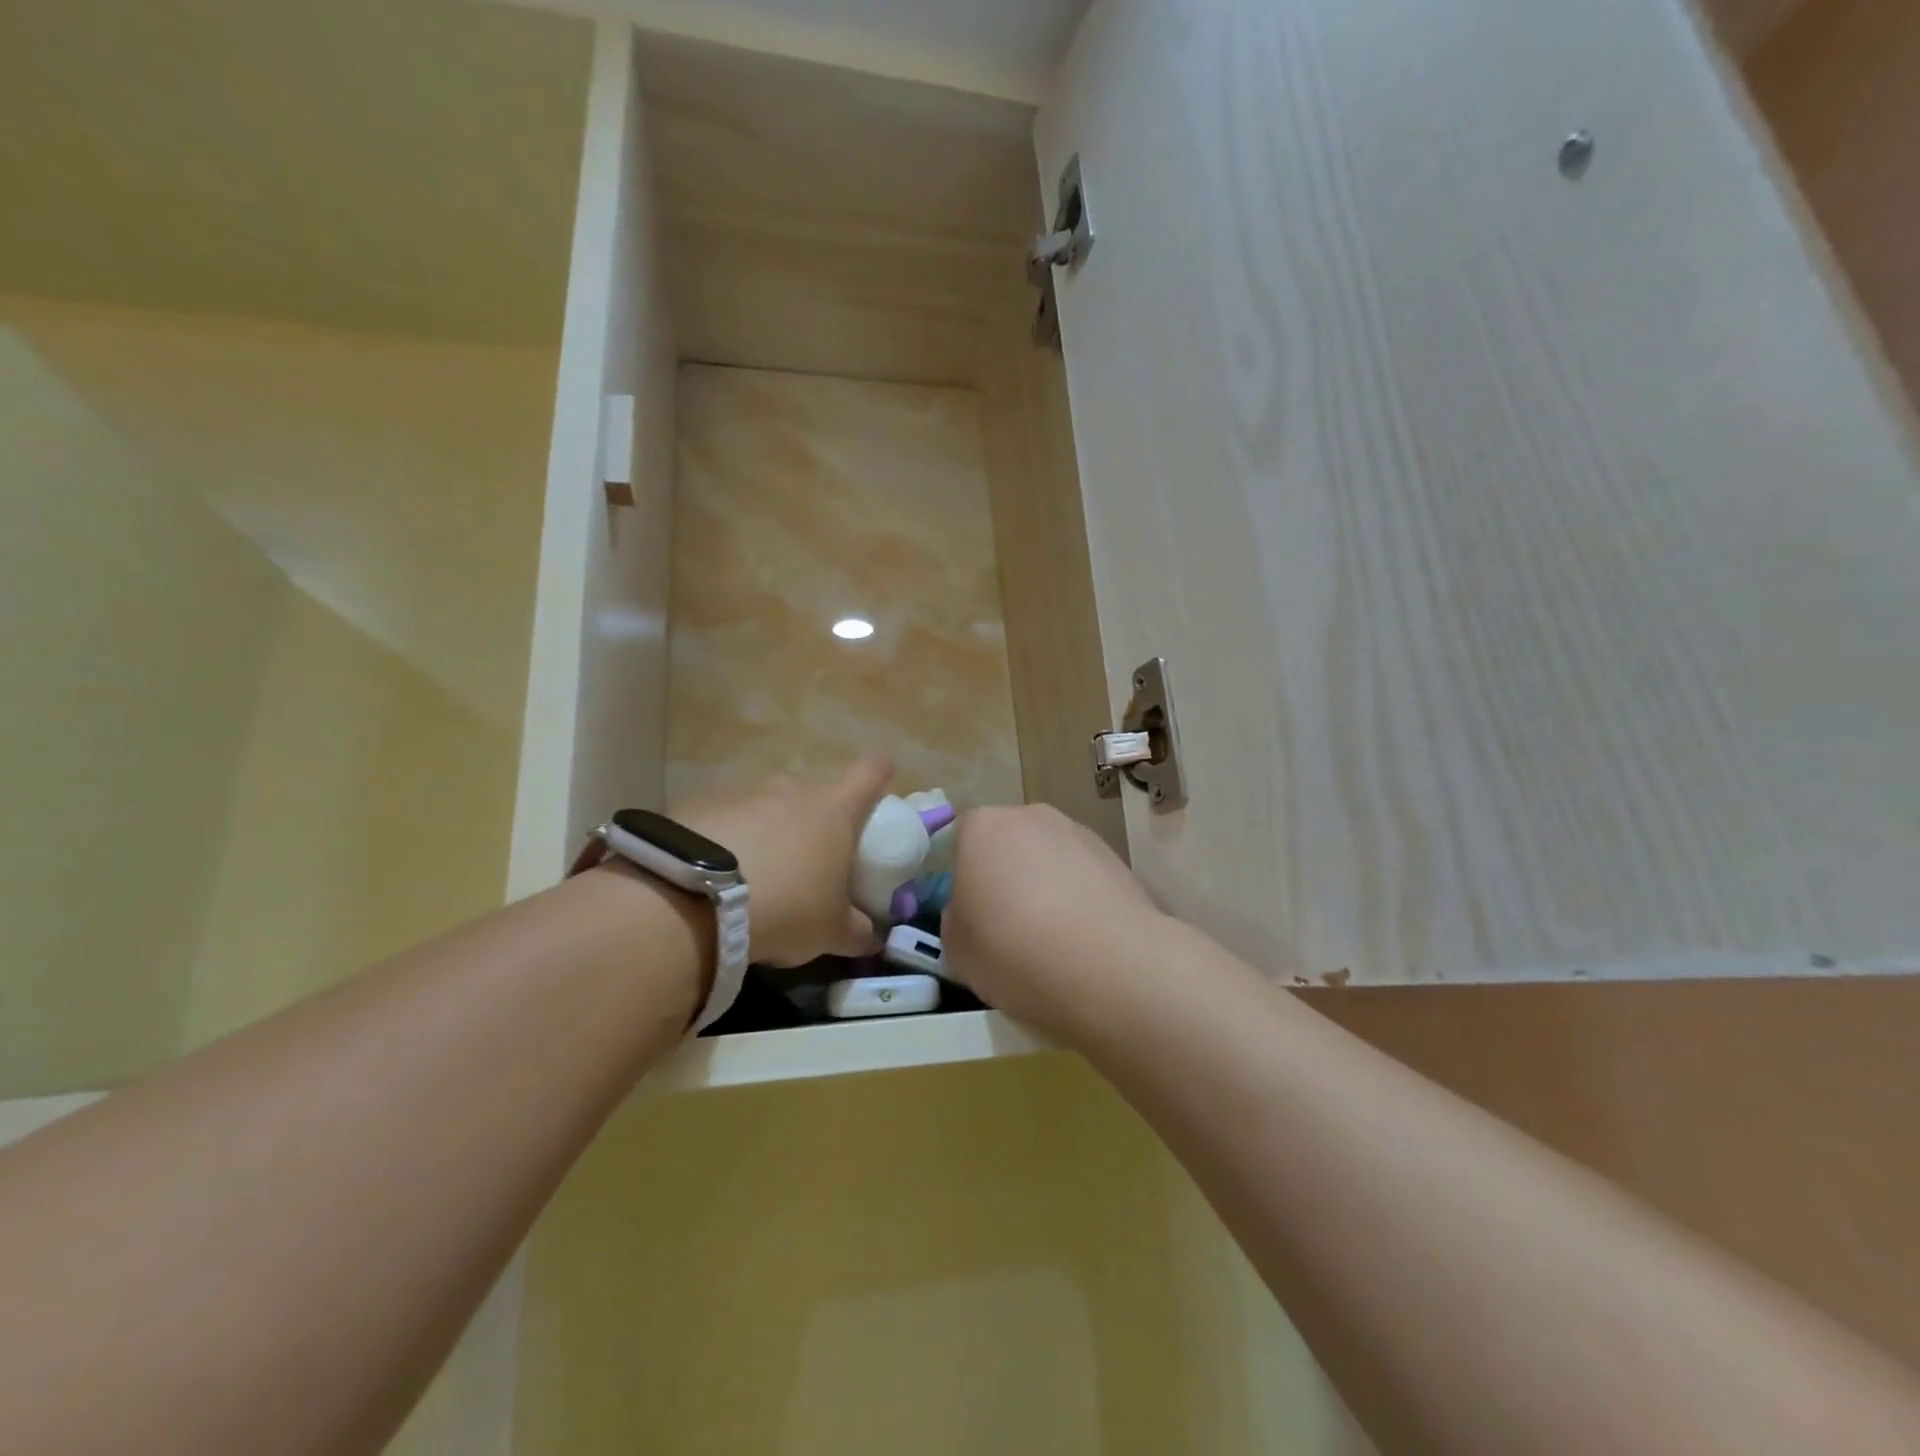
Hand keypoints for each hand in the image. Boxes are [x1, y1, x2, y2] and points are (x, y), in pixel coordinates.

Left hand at [673, 757, 893, 966]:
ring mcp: (742, 794)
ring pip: (765, 807)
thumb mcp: (831, 931)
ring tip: (754, 878)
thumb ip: (857, 930)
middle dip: (813, 822)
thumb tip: (872, 938)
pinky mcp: (698, 805)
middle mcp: (791, 790)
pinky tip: (712, 877)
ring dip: (767, 833)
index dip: (879, 774)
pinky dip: (724, 841)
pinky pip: (722, 821)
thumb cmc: (787, 906)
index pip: (870, 772)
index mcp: (834, 809)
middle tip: (808, 863)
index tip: (880, 784)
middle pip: (813, 794)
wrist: (695, 900)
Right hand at [943, 804, 1163, 1039]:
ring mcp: (1078, 833)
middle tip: (1007, 923)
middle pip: (1009, 841)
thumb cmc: (1012, 949)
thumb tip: (972, 911)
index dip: (964, 874)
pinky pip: (1084, 875)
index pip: (962, 837)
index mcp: (983, 827)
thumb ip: (958, 917)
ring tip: (1052, 936)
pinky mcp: (1117, 858)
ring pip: (1049, 856)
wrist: (1104, 964)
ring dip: (1046, 884)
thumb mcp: (957, 947)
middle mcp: (1031, 817)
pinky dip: (1079, 898)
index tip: (970, 911)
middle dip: (1007, 874)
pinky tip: (1083, 937)